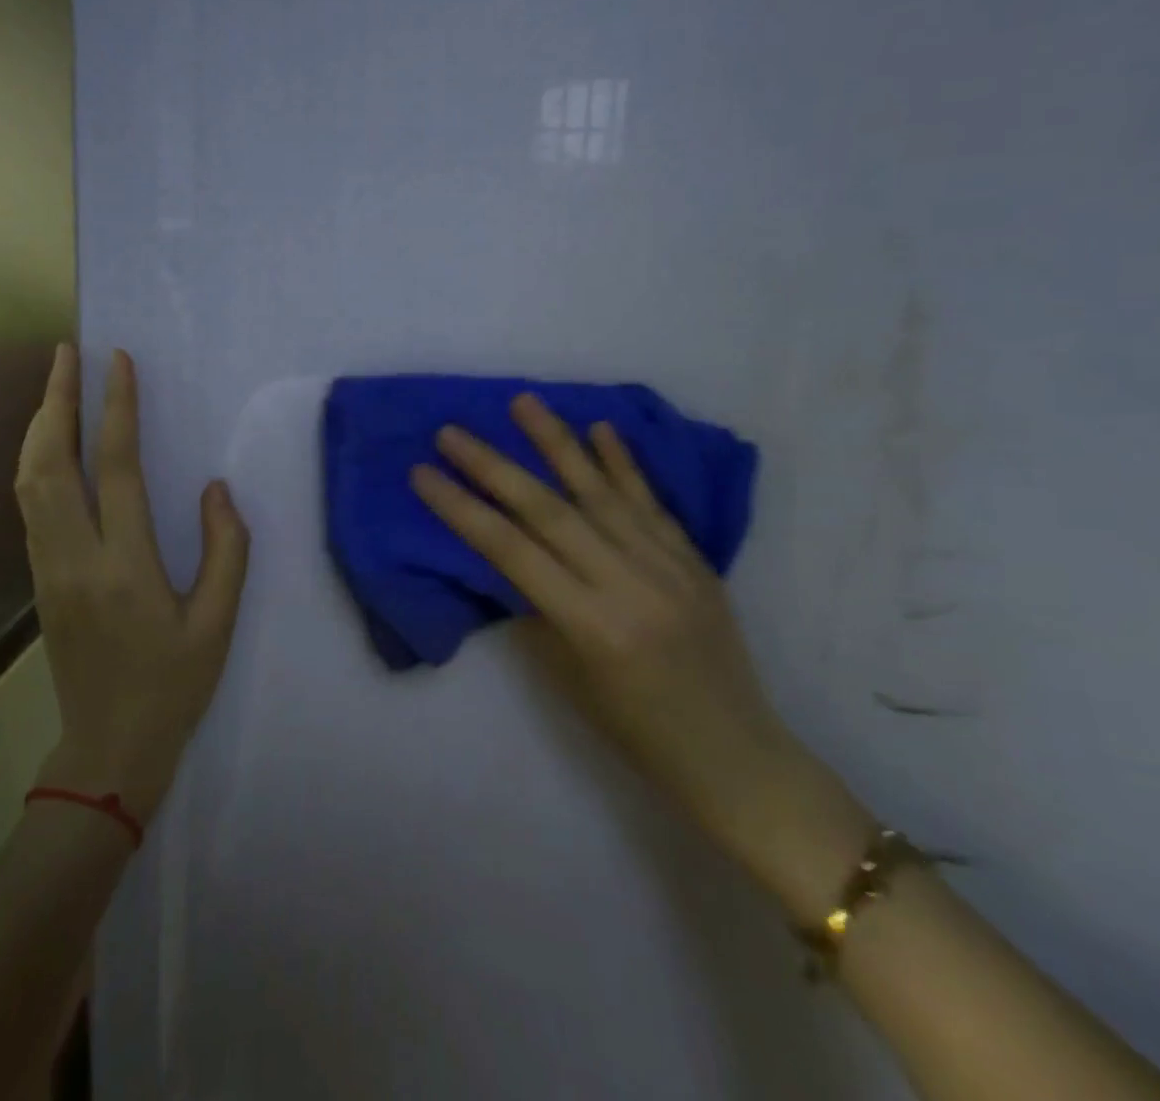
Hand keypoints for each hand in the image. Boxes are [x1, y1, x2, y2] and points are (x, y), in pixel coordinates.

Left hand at [16, 346, 249, 825]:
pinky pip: (29, 505)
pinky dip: (35, 460)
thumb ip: (225, 551)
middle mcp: (75, 558)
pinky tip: (50, 444)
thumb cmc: (173, 686)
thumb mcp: (218, 623)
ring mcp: (48, 569)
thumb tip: (215, 488)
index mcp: (125, 567)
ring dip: (39, 426)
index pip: (115, 469)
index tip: (118, 362)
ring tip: (54, 384)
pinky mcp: (39, 580)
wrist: (108, 749)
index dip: (115, 409)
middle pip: (51, 463)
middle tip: (66, 353)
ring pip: (29, 481)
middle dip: (56, 400)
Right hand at [412, 394, 846, 869]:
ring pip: (601, 491)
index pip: (510, 551)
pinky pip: (651, 502)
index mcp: (592, 625)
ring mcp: (668, 566)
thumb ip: (536, 610)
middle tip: (452, 432)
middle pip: (548, 509)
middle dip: (493, 466)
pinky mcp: (694, 560)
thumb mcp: (569, 679)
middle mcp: (629, 584)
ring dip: (557, 442)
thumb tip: (507, 557)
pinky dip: (623, 463)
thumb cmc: (637, 733)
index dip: (461, 508)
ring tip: (523, 401)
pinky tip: (601, 428)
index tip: (423, 473)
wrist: (736, 756)